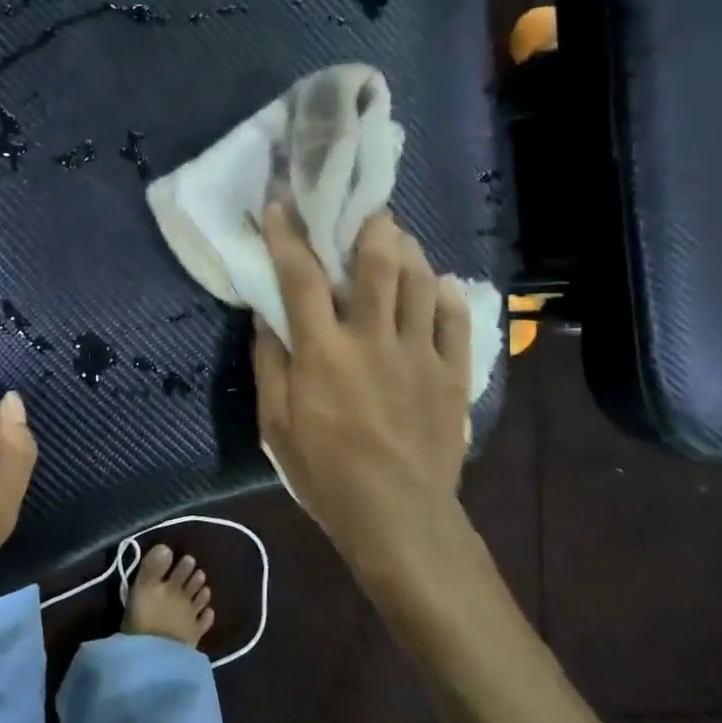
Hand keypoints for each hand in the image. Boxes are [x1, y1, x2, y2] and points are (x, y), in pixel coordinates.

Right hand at [253, 205, 474, 577]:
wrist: (399, 518)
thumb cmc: (326, 473)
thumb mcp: (277, 424)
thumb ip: (271, 364)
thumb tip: (266, 316)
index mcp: (324, 352)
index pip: (301, 278)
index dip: (288, 236)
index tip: (279, 204)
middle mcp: (374, 340)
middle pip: (376, 264)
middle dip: (369, 225)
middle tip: (364, 207)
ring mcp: (419, 353)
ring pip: (420, 281)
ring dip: (408, 250)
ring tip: (397, 238)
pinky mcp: (452, 373)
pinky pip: (455, 319)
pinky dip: (446, 294)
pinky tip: (439, 284)